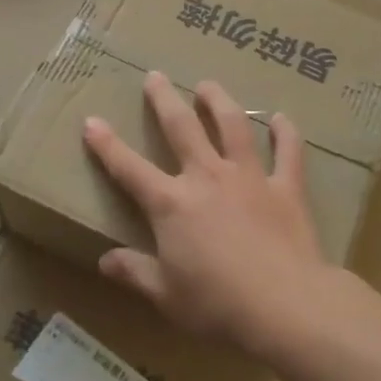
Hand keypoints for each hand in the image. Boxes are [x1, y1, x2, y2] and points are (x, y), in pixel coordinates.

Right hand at [82, 71, 335, 356]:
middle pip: (182, 127)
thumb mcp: (166, 296)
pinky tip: (281, 118)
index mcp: (172, 204)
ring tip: (208, 85)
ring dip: (219, 101)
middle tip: (156, 75)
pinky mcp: (286, 187)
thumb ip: (135, 272)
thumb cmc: (218, 305)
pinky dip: (285, 132)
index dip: (107, 145)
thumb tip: (105, 260)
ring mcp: (248, 177)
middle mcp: (207, 177)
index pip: (130, 168)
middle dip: (165, 99)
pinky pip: (288, 152)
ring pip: (232, 125)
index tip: (92, 120)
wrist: (285, 305)